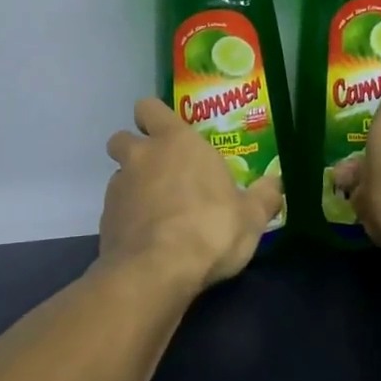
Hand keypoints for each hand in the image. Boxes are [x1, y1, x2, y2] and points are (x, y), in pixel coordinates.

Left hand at [100, 99, 283, 291]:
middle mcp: (141, 157)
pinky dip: (128, 219)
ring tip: (158, 213)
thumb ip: (263, 196)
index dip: (154, 117)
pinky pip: (115, 211)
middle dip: (135, 150)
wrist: (157, 271)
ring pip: (119, 176)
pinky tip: (148, 239)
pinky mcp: (104, 221)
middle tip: (160, 171)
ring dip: (133, 187)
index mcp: (175, 142)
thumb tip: (275, 185)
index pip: (149, 108)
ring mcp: (117, 189)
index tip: (166, 133)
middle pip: (122, 139)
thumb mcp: (251, 216)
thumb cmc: (210, 228)